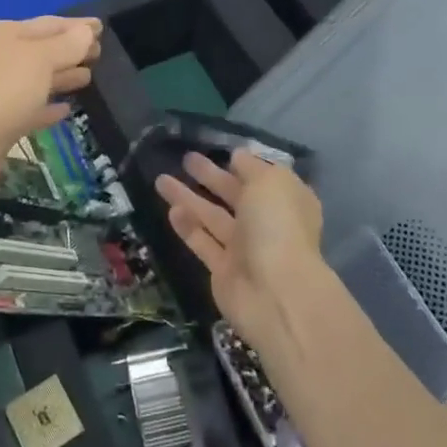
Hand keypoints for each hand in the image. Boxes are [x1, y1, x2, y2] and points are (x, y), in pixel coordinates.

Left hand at [0, 16, 102, 220]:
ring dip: (60, 76)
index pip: (46, 24)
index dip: (75, 26)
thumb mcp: (38, 62)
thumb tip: (86, 32)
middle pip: (39, 50)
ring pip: (33, 79)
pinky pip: (27, 108)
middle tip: (100, 54)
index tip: (102, 28)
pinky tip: (66, 111)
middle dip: (69, 50)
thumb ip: (65, 45)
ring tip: (88, 78)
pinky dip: (46, 106)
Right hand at [155, 149, 324, 342]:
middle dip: (211, 176)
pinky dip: (188, 227)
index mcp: (286, 201)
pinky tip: (171, 210)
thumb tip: (238, 156)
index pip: (264, 178)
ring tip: (161, 179)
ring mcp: (245, 249)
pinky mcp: (223, 270)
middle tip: (186, 158)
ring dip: (188, 198)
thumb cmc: (278, 226)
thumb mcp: (270, 182)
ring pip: (212, 217)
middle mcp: (267, 223)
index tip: (223, 152)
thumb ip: (252, 166)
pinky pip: (203, 243)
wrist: (276, 294)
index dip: (244, 165)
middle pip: (234, 195)